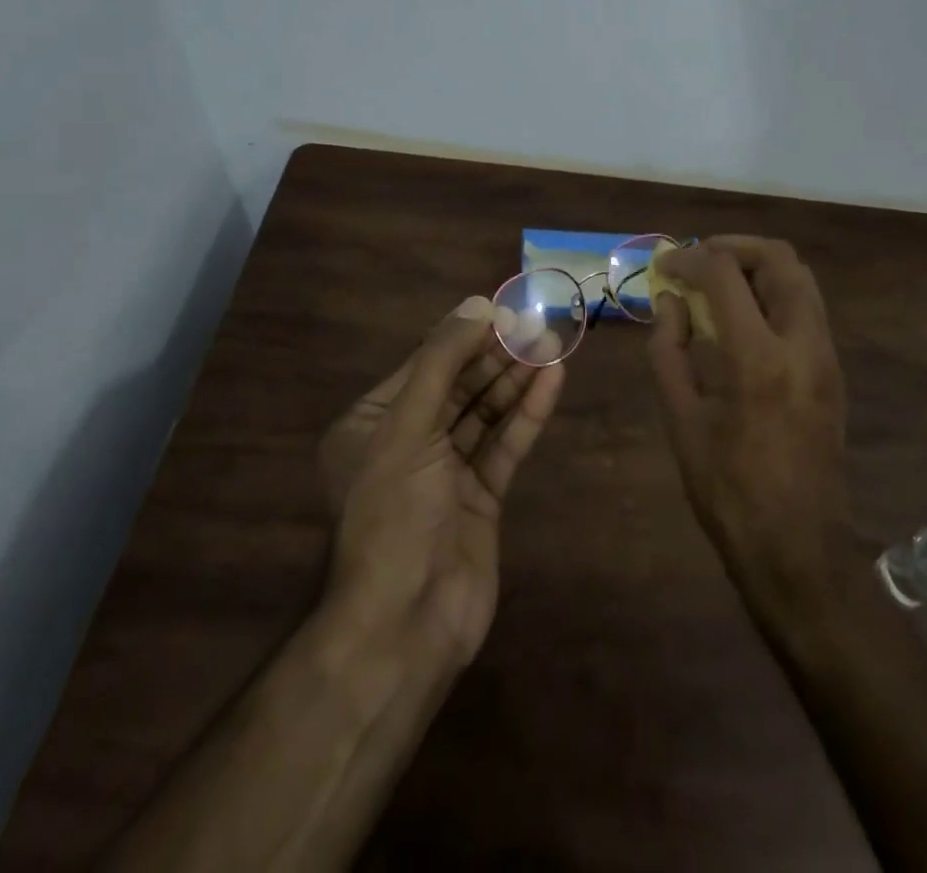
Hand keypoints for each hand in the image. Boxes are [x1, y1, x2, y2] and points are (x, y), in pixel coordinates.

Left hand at [320, 297, 564, 666]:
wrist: (405, 623)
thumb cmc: (393, 514)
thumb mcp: (407, 427)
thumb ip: (441, 362)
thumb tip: (476, 304)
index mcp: (373, 425)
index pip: (425, 365)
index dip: (465, 336)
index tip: (505, 310)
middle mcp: (409, 443)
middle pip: (459, 385)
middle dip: (497, 355)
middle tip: (538, 325)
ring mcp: (447, 472)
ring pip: (486, 413)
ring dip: (517, 380)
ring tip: (553, 344)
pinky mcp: (481, 497)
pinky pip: (505, 445)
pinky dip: (527, 415)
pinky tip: (552, 382)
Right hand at [647, 237, 855, 610]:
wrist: (797, 546)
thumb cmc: (727, 489)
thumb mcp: (681, 419)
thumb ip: (669, 349)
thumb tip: (671, 301)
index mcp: (757, 357)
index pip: (725, 274)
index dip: (690, 259)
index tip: (666, 266)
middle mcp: (802, 343)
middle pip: (779, 259)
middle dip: (734, 247)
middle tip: (699, 259)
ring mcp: (825, 355)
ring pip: (800, 278)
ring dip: (758, 266)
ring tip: (720, 282)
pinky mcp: (833, 370)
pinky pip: (806, 307)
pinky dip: (774, 292)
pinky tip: (743, 316)